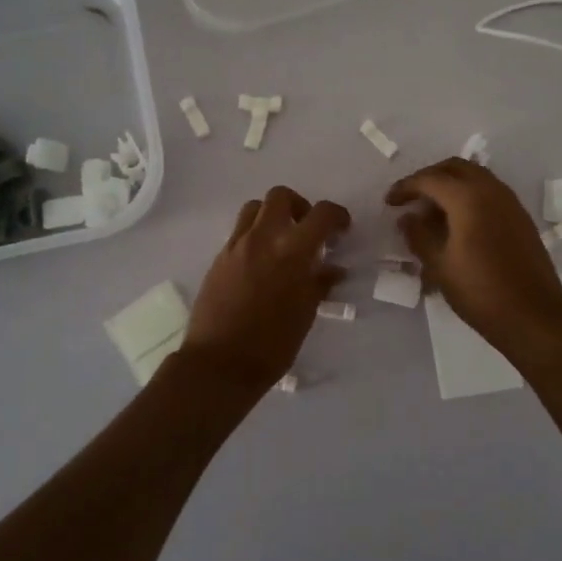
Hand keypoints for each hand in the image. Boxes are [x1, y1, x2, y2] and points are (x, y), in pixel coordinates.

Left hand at [182, 186, 349, 395]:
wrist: (219, 364)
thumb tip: (333, 269)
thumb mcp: (305, 314)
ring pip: (254, 208)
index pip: (321, 214)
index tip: (342, 229)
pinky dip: (254, 235)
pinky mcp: (219, 258)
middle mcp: (262, 238)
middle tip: (307, 230)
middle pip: (281, 196)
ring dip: (272, 215)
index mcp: (292, 251)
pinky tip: (261, 263)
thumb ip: (319, 283)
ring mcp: (236, 246)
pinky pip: (239, 232)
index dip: (337, 216)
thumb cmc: (272, 344)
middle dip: (300, 206)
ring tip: (282, 241)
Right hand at [386, 159, 561, 354]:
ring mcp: (511, 202)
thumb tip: (407, 218)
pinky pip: (490, 193)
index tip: (390, 202)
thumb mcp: (439, 266)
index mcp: (468, 198)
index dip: (405, 187)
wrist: (533, 315)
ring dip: (451, 185)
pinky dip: (469, 197)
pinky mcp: (521, 218)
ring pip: (476, 177)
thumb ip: (419, 236)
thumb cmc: (480, 291)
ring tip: (433, 212)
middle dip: (430, 177)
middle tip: (411, 198)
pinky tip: (459, 224)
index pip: (429, 179)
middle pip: (455, 168)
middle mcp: (492, 190)